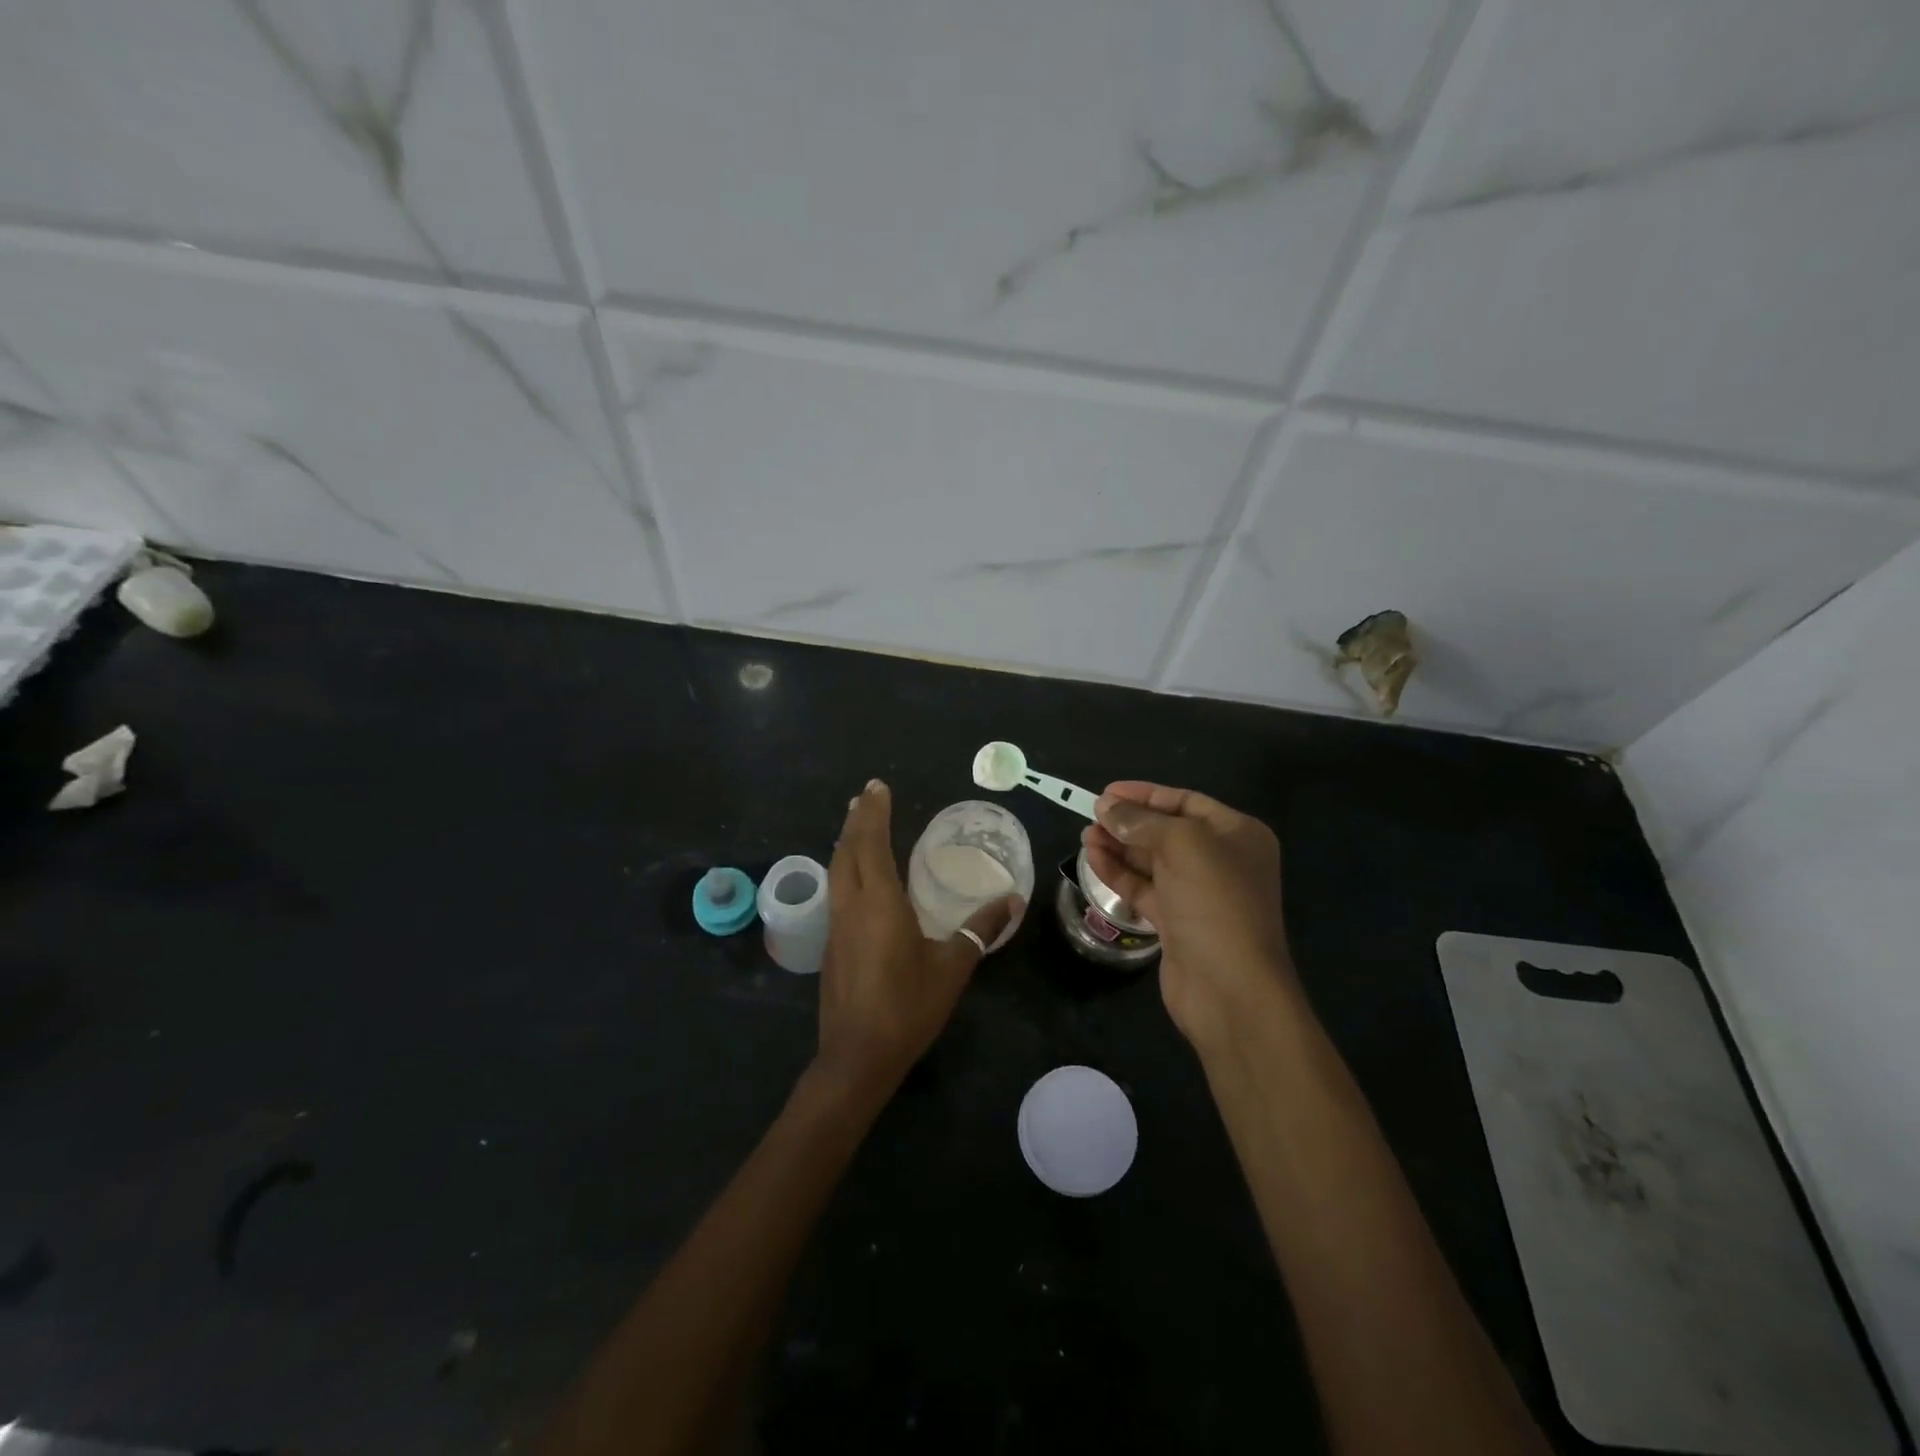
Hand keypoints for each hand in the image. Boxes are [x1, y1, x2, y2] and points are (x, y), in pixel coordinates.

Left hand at [816, 779, 1021, 1096]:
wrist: (857, 1056)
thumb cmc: (908, 1007)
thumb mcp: (953, 966)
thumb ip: (980, 928)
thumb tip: (1011, 899)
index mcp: (879, 903)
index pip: (872, 844)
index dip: (875, 814)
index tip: (877, 787)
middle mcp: (851, 905)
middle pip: (847, 850)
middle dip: (856, 819)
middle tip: (865, 796)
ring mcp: (836, 925)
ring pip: (836, 870)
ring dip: (846, 842)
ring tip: (855, 823)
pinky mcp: (831, 945)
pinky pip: (836, 890)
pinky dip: (844, 868)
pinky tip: (855, 875)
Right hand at [1081, 782, 1296, 1047]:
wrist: (1231, 990)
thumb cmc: (1215, 904)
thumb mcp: (1183, 846)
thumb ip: (1141, 821)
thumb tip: (1106, 806)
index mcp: (1237, 835)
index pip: (1186, 802)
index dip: (1146, 794)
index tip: (1107, 792)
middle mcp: (1221, 860)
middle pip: (1166, 830)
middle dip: (1128, 822)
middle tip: (1091, 815)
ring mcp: (1198, 893)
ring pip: (1151, 860)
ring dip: (1118, 846)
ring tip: (1085, 836)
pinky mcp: (1176, 922)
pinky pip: (1143, 888)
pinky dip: (1118, 873)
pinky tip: (1092, 859)